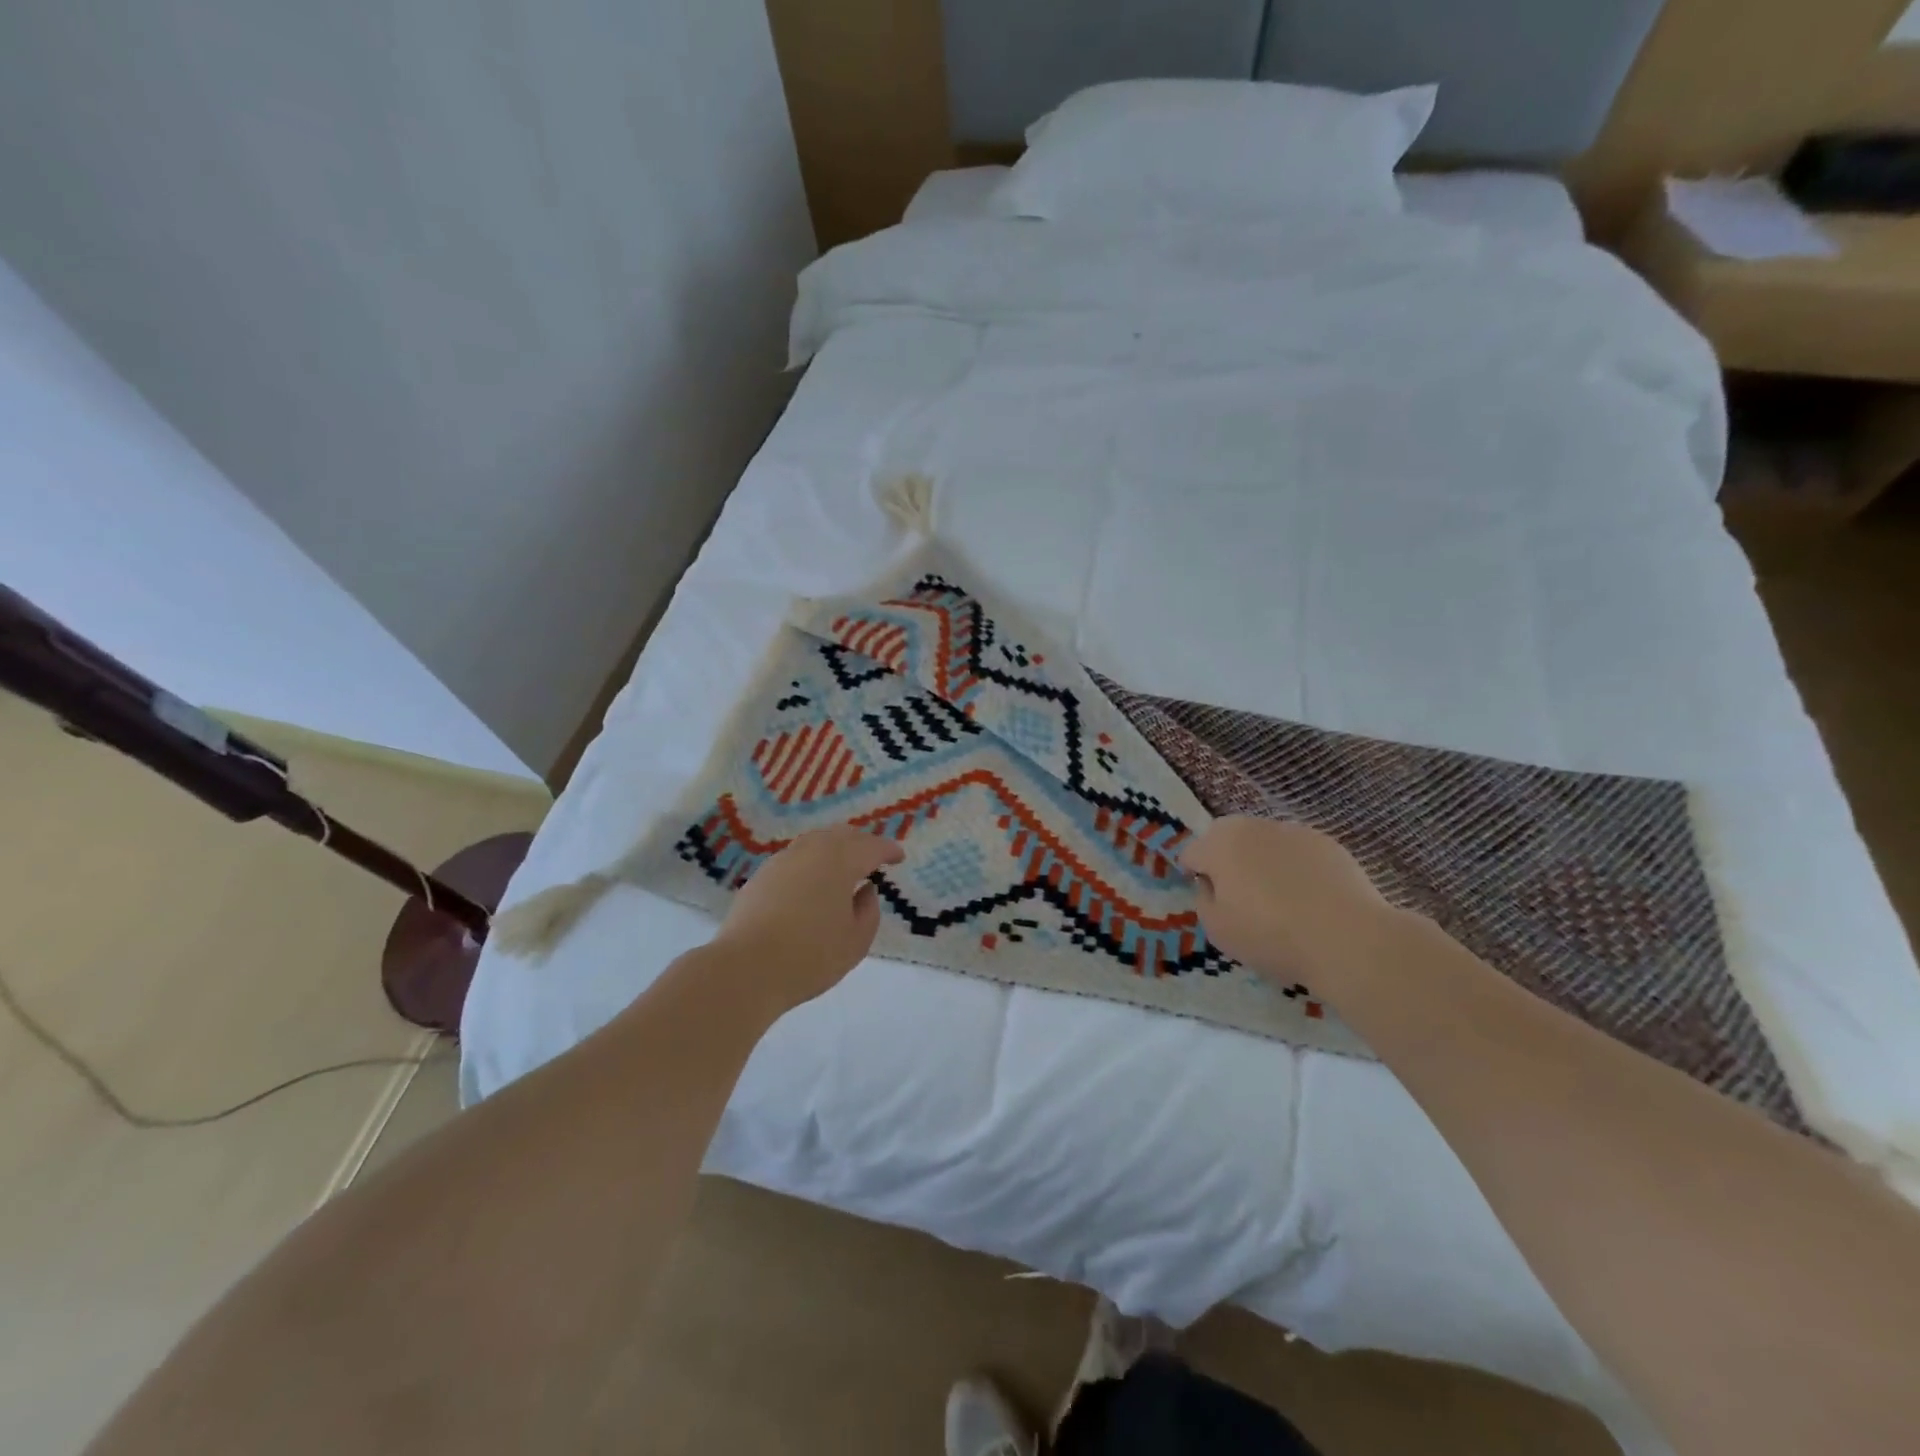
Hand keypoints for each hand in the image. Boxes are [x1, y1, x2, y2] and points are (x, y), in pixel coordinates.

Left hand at [710, 826, 905, 1009]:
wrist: (745, 969)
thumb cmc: (810, 956)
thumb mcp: (856, 941)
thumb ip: (869, 911)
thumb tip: (865, 891)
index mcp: (841, 861)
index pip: (871, 847)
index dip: (888, 850)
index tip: (899, 857)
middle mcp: (811, 851)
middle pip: (842, 836)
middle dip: (861, 843)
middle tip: (873, 857)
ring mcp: (782, 861)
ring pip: (815, 842)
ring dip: (834, 849)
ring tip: (843, 866)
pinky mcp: (760, 876)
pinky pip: (795, 858)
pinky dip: (811, 862)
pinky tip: (811, 882)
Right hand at [1180, 817, 1394, 988]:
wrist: (1348, 939)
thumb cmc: (1271, 935)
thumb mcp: (1217, 929)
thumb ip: (1204, 900)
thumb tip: (1213, 885)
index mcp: (1220, 843)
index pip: (1192, 853)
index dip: (1194, 876)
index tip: (1208, 899)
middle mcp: (1253, 826)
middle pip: (1227, 838)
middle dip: (1226, 860)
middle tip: (1238, 897)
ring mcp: (1293, 831)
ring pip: (1264, 843)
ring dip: (1261, 861)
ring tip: (1278, 899)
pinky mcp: (1327, 843)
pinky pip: (1297, 852)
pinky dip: (1295, 868)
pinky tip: (1308, 899)